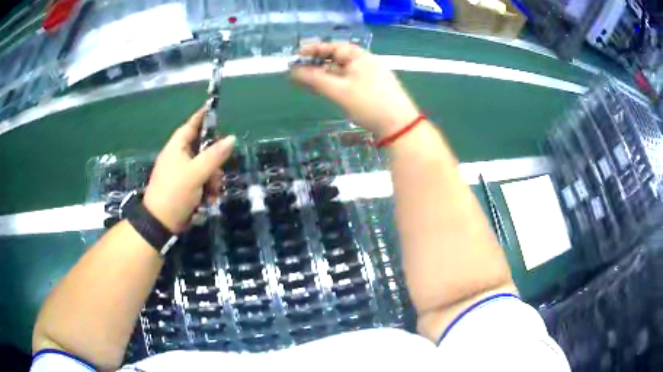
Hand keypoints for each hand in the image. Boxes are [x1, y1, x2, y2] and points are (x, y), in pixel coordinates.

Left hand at [143, 107, 234, 232]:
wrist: (160, 223)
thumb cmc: (174, 193)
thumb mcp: (196, 173)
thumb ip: (214, 156)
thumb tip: (232, 138)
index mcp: (176, 148)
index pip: (191, 125)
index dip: (202, 117)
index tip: (214, 109)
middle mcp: (179, 157)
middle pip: (203, 149)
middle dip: (214, 162)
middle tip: (218, 173)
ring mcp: (182, 173)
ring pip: (206, 167)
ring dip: (213, 179)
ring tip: (213, 193)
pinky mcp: (186, 188)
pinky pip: (203, 181)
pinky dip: (208, 189)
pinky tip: (210, 200)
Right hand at [291, 42, 418, 137]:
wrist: (399, 126)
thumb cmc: (369, 103)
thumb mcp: (339, 90)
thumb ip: (314, 79)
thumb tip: (293, 71)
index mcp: (359, 56)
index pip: (333, 47)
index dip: (313, 50)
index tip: (296, 55)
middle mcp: (365, 62)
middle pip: (336, 59)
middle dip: (316, 65)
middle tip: (297, 72)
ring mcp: (369, 76)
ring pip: (341, 72)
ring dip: (323, 76)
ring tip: (304, 83)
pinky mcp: (371, 90)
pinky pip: (347, 82)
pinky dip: (333, 84)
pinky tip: (323, 90)